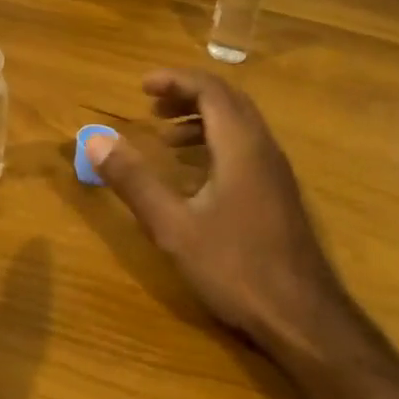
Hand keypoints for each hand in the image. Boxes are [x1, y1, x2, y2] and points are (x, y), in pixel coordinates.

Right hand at [85, 70, 360, 356]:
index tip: (142, 87)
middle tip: (152, 107)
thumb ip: (134, 181)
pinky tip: (196, 176)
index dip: (175, 80)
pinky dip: (217, 143)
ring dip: (203, 120)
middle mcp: (263, 148)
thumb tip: (95, 139)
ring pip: (240, 125)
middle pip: (228, 100)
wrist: (303, 318)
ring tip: (167, 138)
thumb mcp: (173, 226)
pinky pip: (247, 147)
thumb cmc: (235, 267)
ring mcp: (276, 171)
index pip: (210, 89)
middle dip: (188, 95)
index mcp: (241, 145)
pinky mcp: (280, 194)